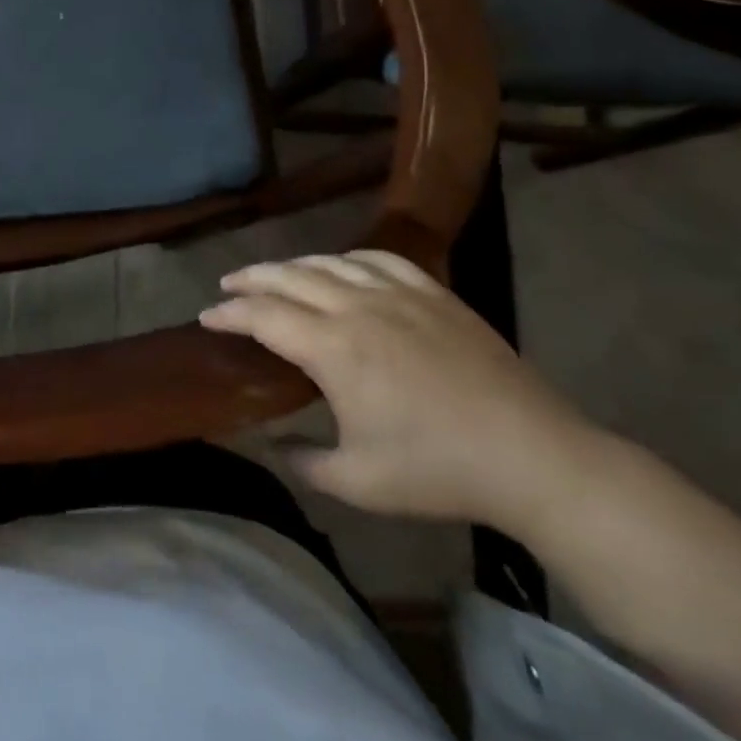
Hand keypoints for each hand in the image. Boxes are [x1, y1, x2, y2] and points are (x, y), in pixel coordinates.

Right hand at [200, 250, 608, 535]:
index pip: (262, 315)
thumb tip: (268, 444)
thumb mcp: (356, 481)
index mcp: (332, 349)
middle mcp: (357, 308)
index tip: (206, 317)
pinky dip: (348, 259)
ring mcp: (398, 294)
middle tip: (227, 286)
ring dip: (292, 265)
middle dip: (250, 279)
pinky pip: (378, 259)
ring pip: (329, 262)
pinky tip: (342, 268)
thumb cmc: (438, 472)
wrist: (534, 458)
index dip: (228, 313)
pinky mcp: (434, 294)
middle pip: (287, 276)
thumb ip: (301, 459)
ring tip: (275, 275)